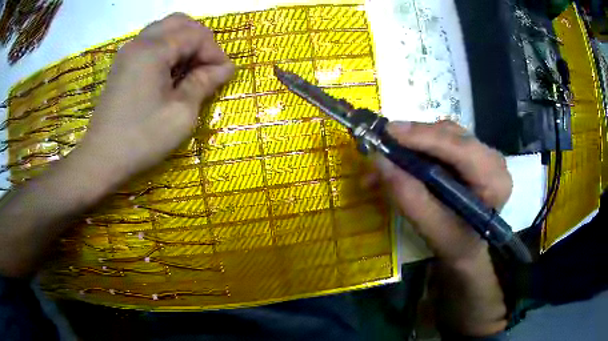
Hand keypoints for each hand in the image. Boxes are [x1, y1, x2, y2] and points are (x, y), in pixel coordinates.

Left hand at [74, 13, 234, 184]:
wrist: (101, 160)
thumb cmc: (141, 139)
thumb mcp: (181, 114)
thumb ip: (204, 83)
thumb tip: (225, 68)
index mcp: (153, 50)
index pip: (196, 34)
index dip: (215, 52)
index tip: (224, 75)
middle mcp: (140, 42)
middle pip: (180, 22)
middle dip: (200, 40)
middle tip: (207, 66)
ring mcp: (128, 52)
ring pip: (164, 29)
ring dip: (184, 42)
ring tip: (190, 69)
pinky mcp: (122, 64)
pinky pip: (151, 42)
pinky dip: (167, 49)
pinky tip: (171, 72)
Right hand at [374, 120, 511, 335]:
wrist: (466, 248)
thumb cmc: (455, 244)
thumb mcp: (433, 229)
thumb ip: (410, 197)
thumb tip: (380, 162)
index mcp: (495, 180)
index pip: (462, 149)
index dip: (425, 137)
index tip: (389, 132)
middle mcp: (492, 159)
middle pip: (451, 135)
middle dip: (414, 140)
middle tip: (381, 146)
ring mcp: (481, 152)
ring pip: (442, 134)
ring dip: (412, 145)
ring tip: (384, 160)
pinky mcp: (468, 152)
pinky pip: (440, 141)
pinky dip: (416, 149)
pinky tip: (398, 161)